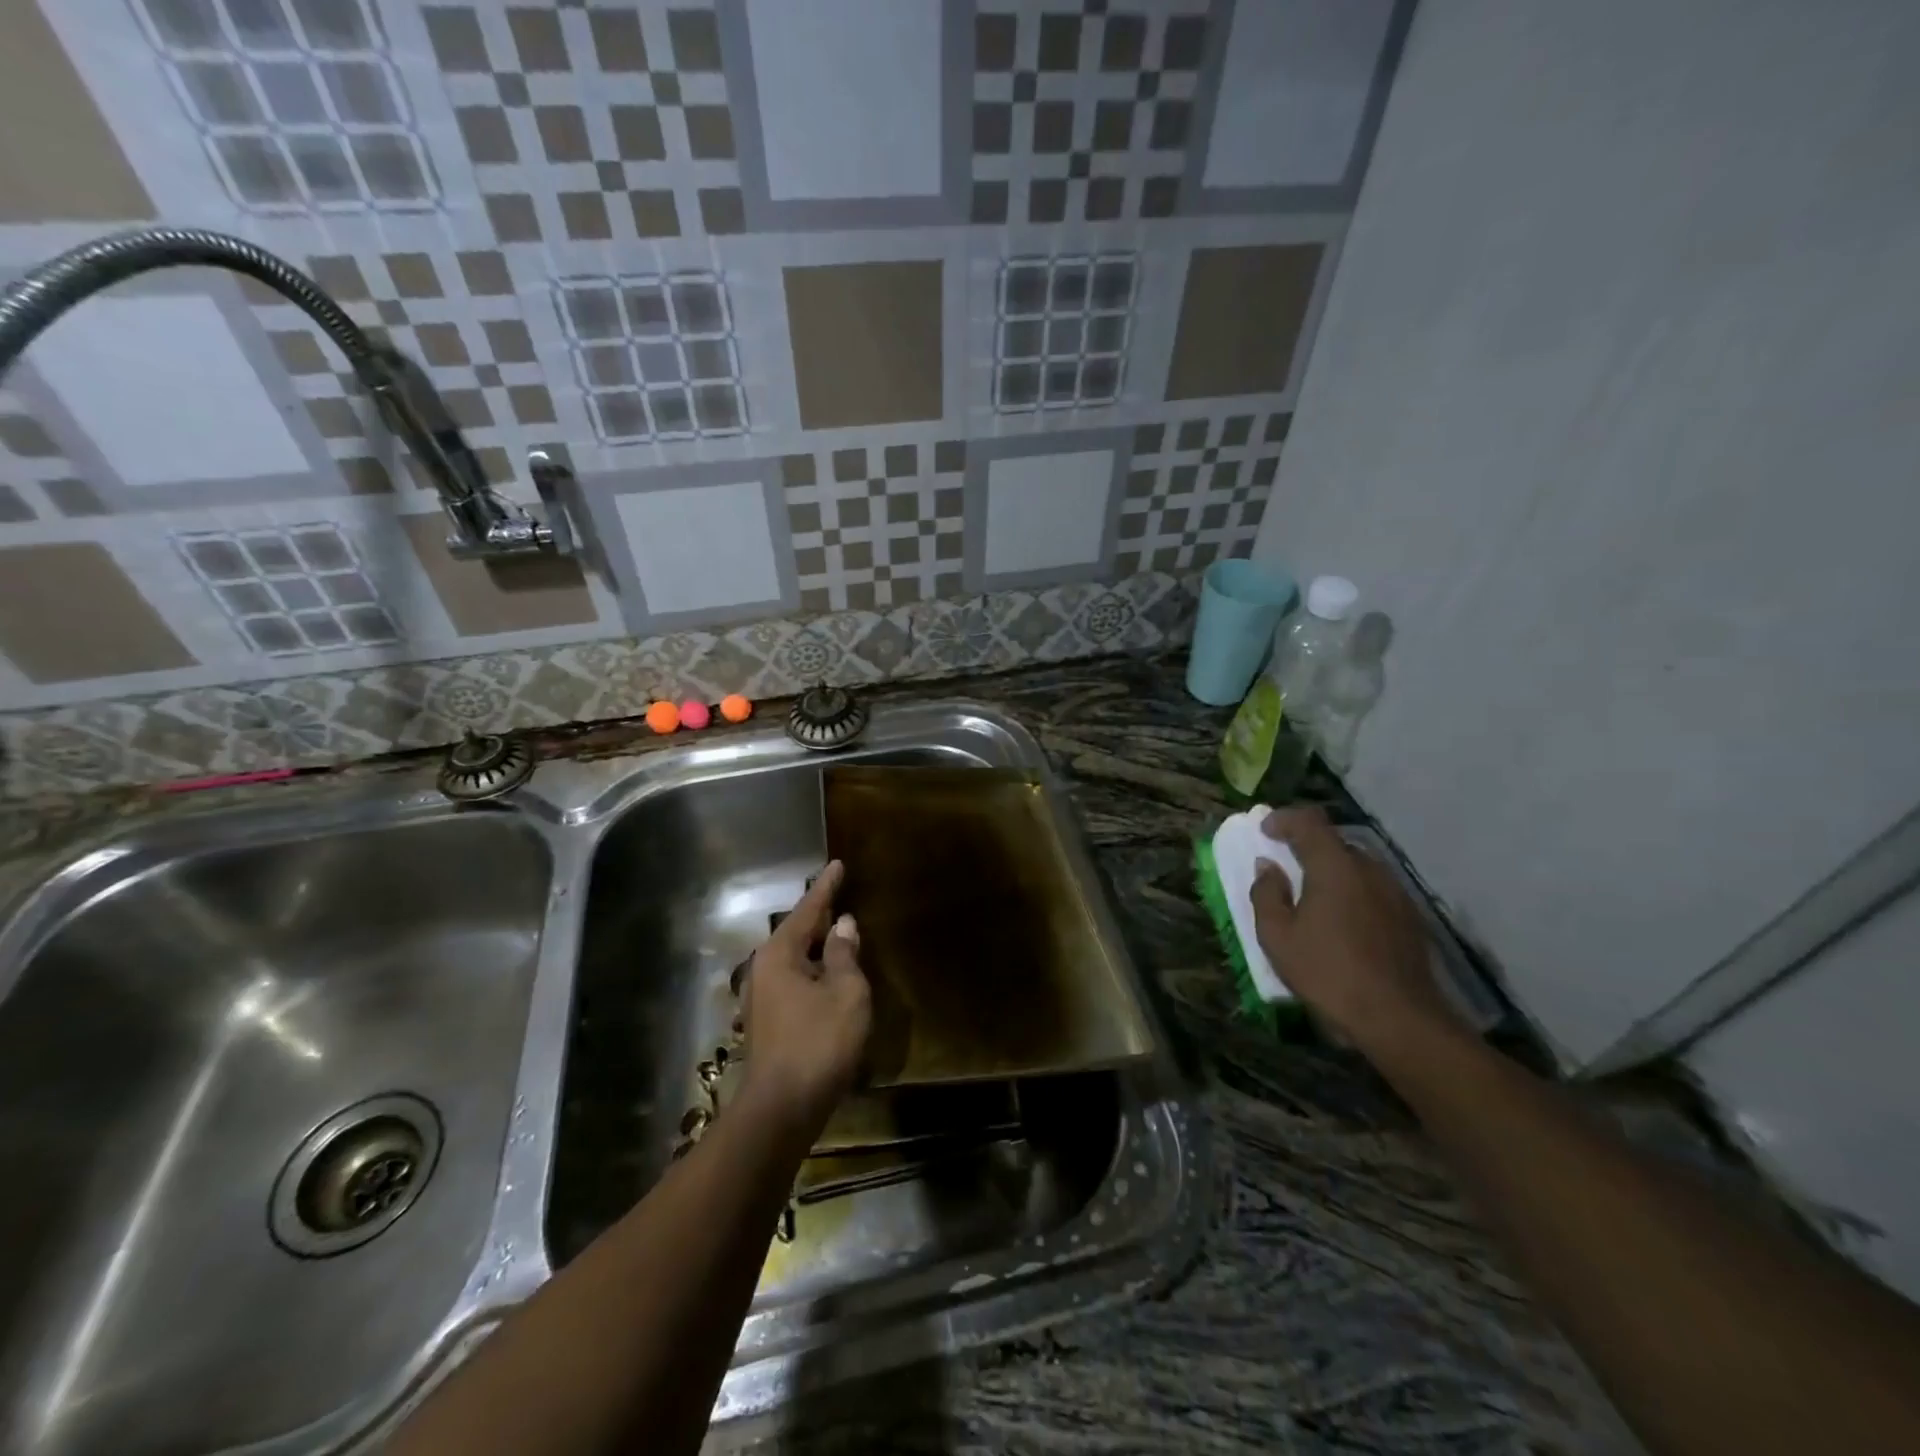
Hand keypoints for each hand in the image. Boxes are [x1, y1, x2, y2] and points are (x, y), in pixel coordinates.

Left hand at [739, 860, 870, 1137]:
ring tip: (839, 932)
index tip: (837, 864)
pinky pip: (795, 979)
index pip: (808, 909)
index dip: (826, 887)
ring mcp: (762, 997)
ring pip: (795, 958)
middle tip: (841, 895)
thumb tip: (843, 925)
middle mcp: (764, 968)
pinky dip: (814, 968)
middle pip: (797, 932)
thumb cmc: (819, 1042)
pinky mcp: (768, 1021)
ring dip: (817, 945)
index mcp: (781, 954)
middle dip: (819, 915)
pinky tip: (829, 975)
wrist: (781, 1108)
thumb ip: (845, 955)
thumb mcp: (846, 992)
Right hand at [1250, 807, 1460, 1058]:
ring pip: (1356, 867)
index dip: (1283, 819)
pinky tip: (1343, 924)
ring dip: (1332, 872)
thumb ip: (1267, 894)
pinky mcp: (1410, 916)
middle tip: (1285, 868)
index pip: (1309, 821)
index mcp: (1334, 866)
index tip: (1265, 831)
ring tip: (1313, 899)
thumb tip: (1268, 867)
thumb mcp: (1277, 936)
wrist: (1399, 1018)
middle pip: (1334, 842)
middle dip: (1307, 848)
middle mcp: (1369, 868)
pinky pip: (1373, 890)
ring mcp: (1395, 892)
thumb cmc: (1327, 972)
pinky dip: (1353, 893)